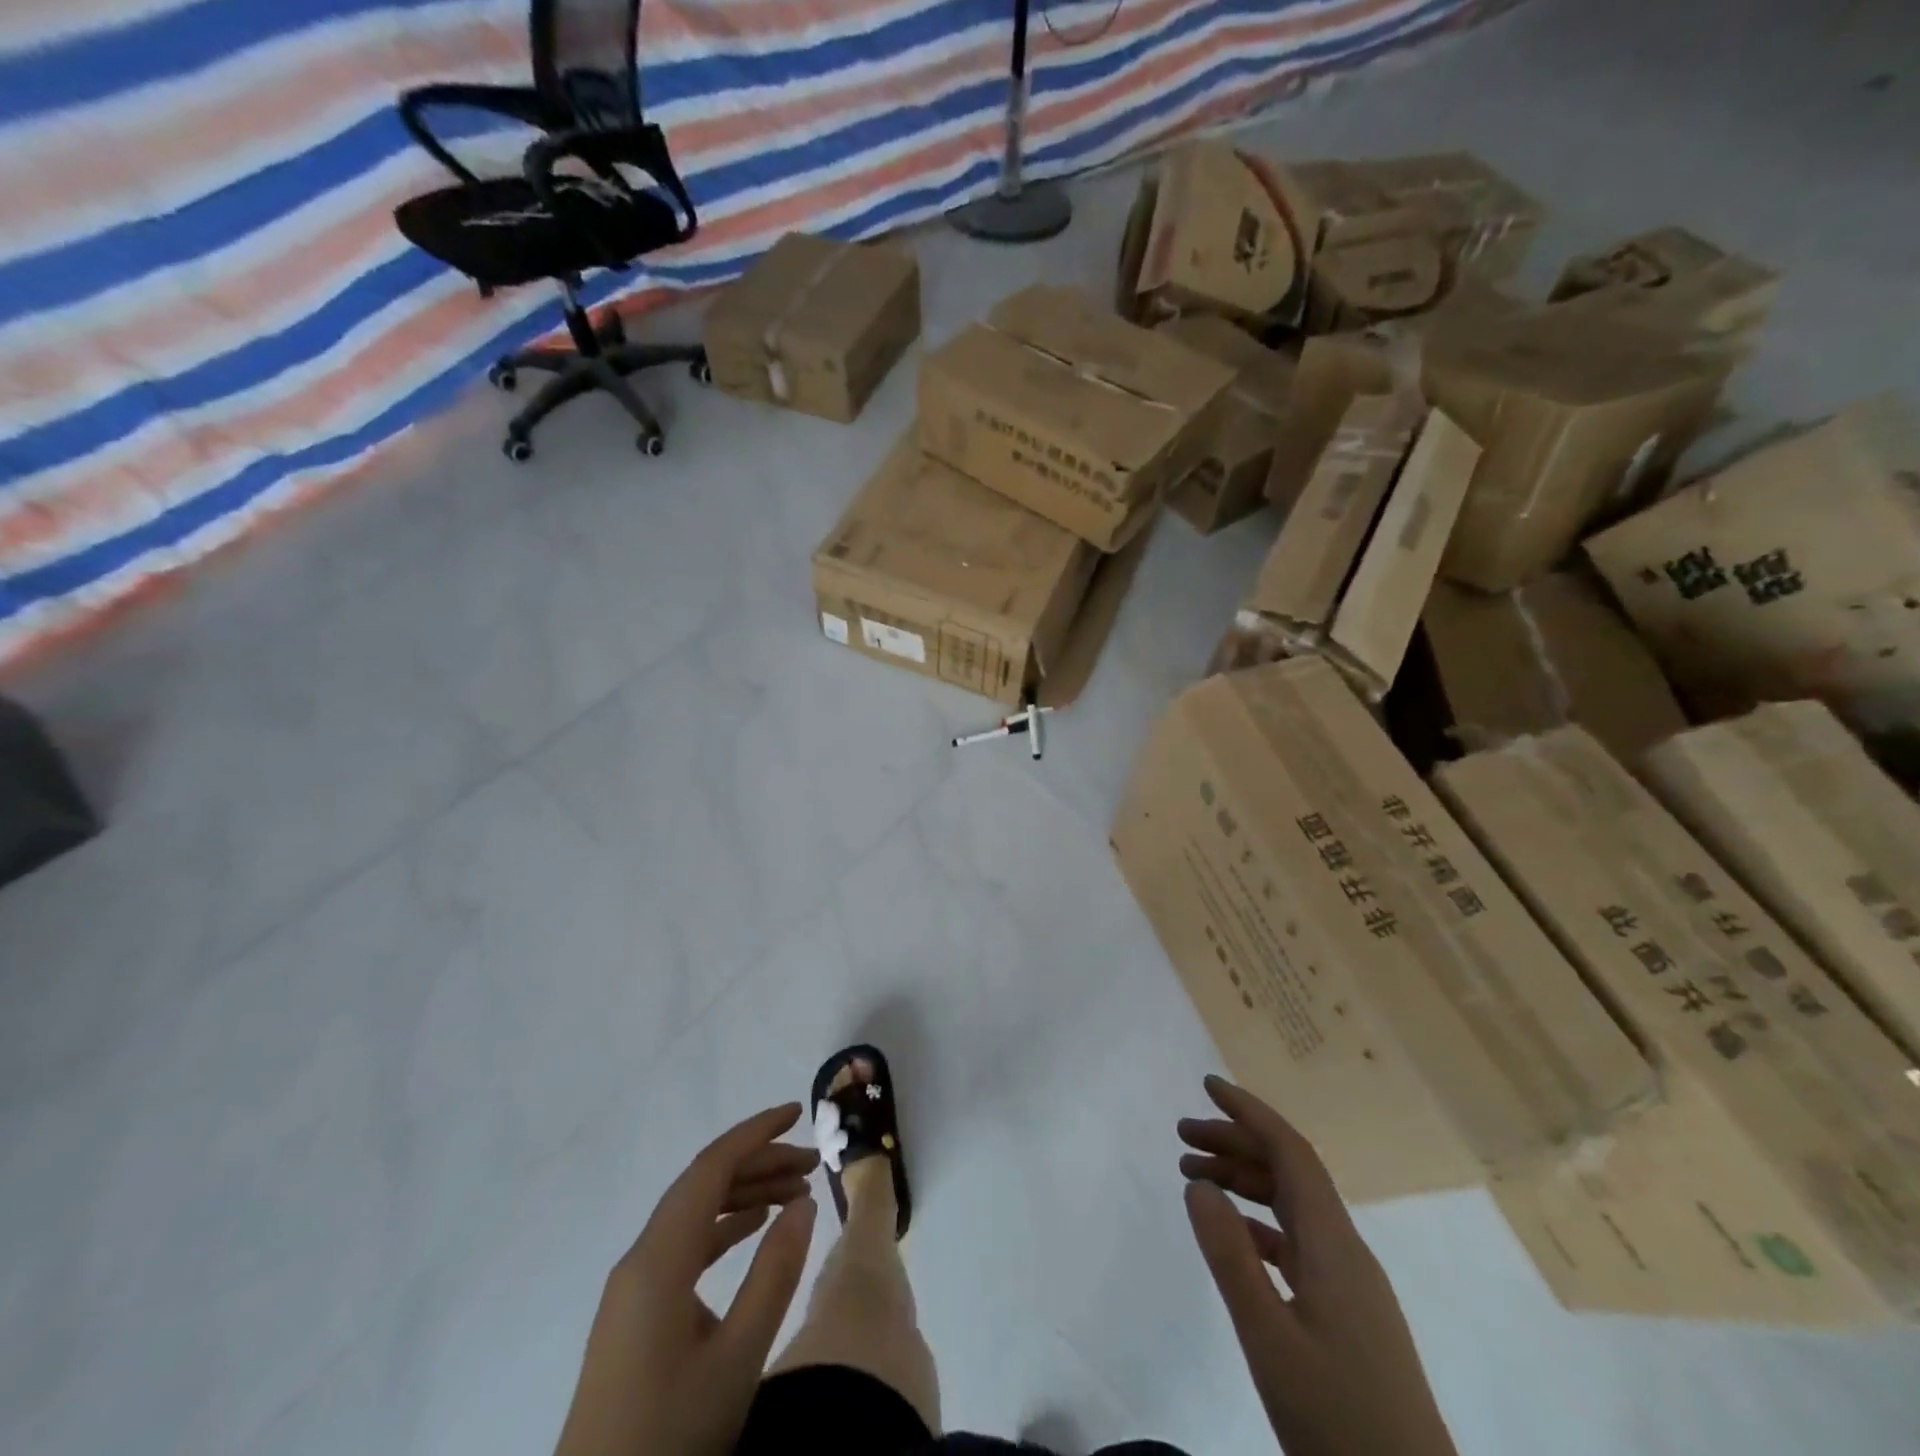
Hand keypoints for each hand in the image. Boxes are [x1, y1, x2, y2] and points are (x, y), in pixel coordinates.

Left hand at [554, 1104, 820, 1455]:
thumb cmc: (671, 1438)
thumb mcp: (738, 1358)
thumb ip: (774, 1273)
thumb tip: (803, 1202)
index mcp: (659, 1259)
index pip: (711, 1168)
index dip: (756, 1133)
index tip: (799, 1114)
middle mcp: (641, 1259)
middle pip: (703, 1185)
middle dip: (759, 1163)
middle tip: (812, 1164)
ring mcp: (635, 1287)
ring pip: (695, 1213)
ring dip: (744, 1194)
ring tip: (796, 1192)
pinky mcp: (636, 1313)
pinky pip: (685, 1245)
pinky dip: (724, 1226)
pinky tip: (755, 1227)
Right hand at [1179, 1076, 1456, 1455]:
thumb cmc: (1339, 1420)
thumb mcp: (1270, 1339)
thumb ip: (1230, 1256)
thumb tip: (1197, 1183)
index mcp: (1334, 1245)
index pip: (1291, 1152)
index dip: (1250, 1111)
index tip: (1207, 1085)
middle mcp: (1345, 1251)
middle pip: (1289, 1172)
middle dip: (1236, 1142)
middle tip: (1181, 1134)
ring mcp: (1349, 1284)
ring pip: (1292, 1207)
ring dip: (1244, 1181)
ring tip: (1193, 1175)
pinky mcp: (1346, 1313)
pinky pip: (1296, 1243)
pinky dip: (1258, 1223)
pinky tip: (1232, 1233)